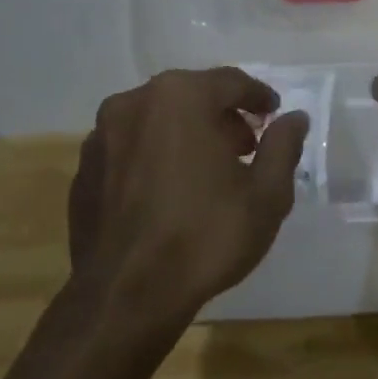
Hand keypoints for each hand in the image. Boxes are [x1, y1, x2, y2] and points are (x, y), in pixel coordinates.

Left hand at [67, 68, 308, 320]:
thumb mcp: (267, 193)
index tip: (274, 114)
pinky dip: (155, 157)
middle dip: (222, 116)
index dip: (258, 97)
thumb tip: (294, 118)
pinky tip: (170, 192)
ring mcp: (100, 137)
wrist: (127, 297)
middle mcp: (133, 103)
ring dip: (186, 134)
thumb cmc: (207, 236)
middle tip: (246, 146)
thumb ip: (283, 146)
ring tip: (208, 171)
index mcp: (180, 98)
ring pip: (156, 121)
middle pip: (190, 95)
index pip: (230, 81)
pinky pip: (130, 149)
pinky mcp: (83, 171)